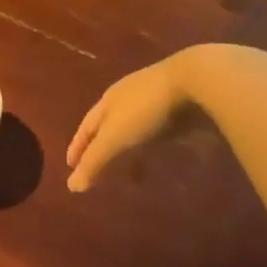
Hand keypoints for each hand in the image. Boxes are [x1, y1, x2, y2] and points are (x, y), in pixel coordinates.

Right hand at [66, 48, 231, 191]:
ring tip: (131, 174)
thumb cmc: (146, 108)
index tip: (71, 166)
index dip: (78, 147)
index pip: (86, 127)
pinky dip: (154, 147)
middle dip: (102, 149)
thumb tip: (71, 187)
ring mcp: (155, 101)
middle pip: (109, 127)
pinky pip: (160, 132)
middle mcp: (128, 98)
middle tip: (96, 171)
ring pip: (136, 130)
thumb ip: (94, 161)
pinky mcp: (180, 108)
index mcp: (108, 101)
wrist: (196, 80)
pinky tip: (161, 158)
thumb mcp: (115, 137)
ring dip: (130, 151)